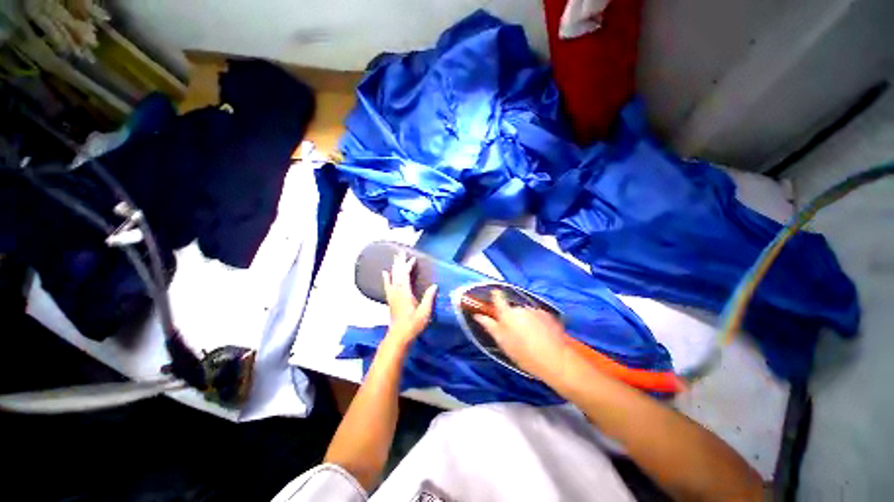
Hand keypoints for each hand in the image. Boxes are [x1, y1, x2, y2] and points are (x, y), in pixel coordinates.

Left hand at [382, 251, 437, 346]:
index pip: (405, 275)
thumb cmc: (413, 324)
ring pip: (392, 277)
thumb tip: (434, 286)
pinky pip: (387, 285)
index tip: (413, 258)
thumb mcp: (425, 312)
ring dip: (394, 267)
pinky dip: (386, 278)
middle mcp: (397, 291)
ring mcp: (392, 295)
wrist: (399, 335)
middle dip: (399, 262)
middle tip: (401, 252)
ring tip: (395, 258)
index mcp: (405, 293)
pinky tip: (385, 272)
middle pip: (397, 273)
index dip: (408, 265)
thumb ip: (429, 298)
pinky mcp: (390, 299)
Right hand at [474, 289, 570, 381]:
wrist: (555, 359)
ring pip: (525, 313)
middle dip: (512, 317)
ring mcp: (535, 311)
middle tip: (514, 333)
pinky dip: (536, 322)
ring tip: (529, 337)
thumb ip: (490, 326)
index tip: (494, 297)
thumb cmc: (523, 353)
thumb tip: (478, 315)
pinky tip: (540, 336)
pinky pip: (537, 316)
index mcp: (507, 314)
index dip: (495, 296)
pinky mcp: (548, 315)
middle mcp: (520, 308)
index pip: (498, 297)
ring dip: (525, 320)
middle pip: (512, 309)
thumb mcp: (502, 342)